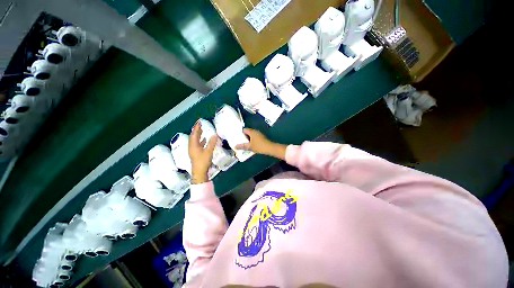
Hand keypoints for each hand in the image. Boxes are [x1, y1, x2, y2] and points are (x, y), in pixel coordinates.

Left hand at [189, 121, 216, 183]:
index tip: (199, 122)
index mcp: (193, 145)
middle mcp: (192, 147)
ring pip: (195, 141)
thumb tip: (214, 135)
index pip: (194, 134)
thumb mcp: (208, 151)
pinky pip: (197, 144)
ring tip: (202, 131)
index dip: (196, 128)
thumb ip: (211, 143)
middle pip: (193, 137)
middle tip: (200, 125)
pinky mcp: (196, 154)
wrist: (199, 173)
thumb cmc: (203, 161)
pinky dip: (201, 141)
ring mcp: (193, 151)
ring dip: (198, 135)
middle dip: (196, 130)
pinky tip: (205, 140)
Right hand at [235, 129, 286, 159]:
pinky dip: (252, 140)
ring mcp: (259, 134)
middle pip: (248, 132)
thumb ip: (242, 146)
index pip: (244, 130)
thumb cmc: (259, 146)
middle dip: (244, 137)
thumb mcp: (249, 147)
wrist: (270, 148)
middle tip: (240, 141)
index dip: (240, 133)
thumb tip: (235, 146)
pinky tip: (251, 145)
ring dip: (248, 139)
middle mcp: (255, 131)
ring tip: (245, 144)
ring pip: (252, 135)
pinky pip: (255, 137)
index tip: (237, 137)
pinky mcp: (262, 137)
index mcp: (252, 131)